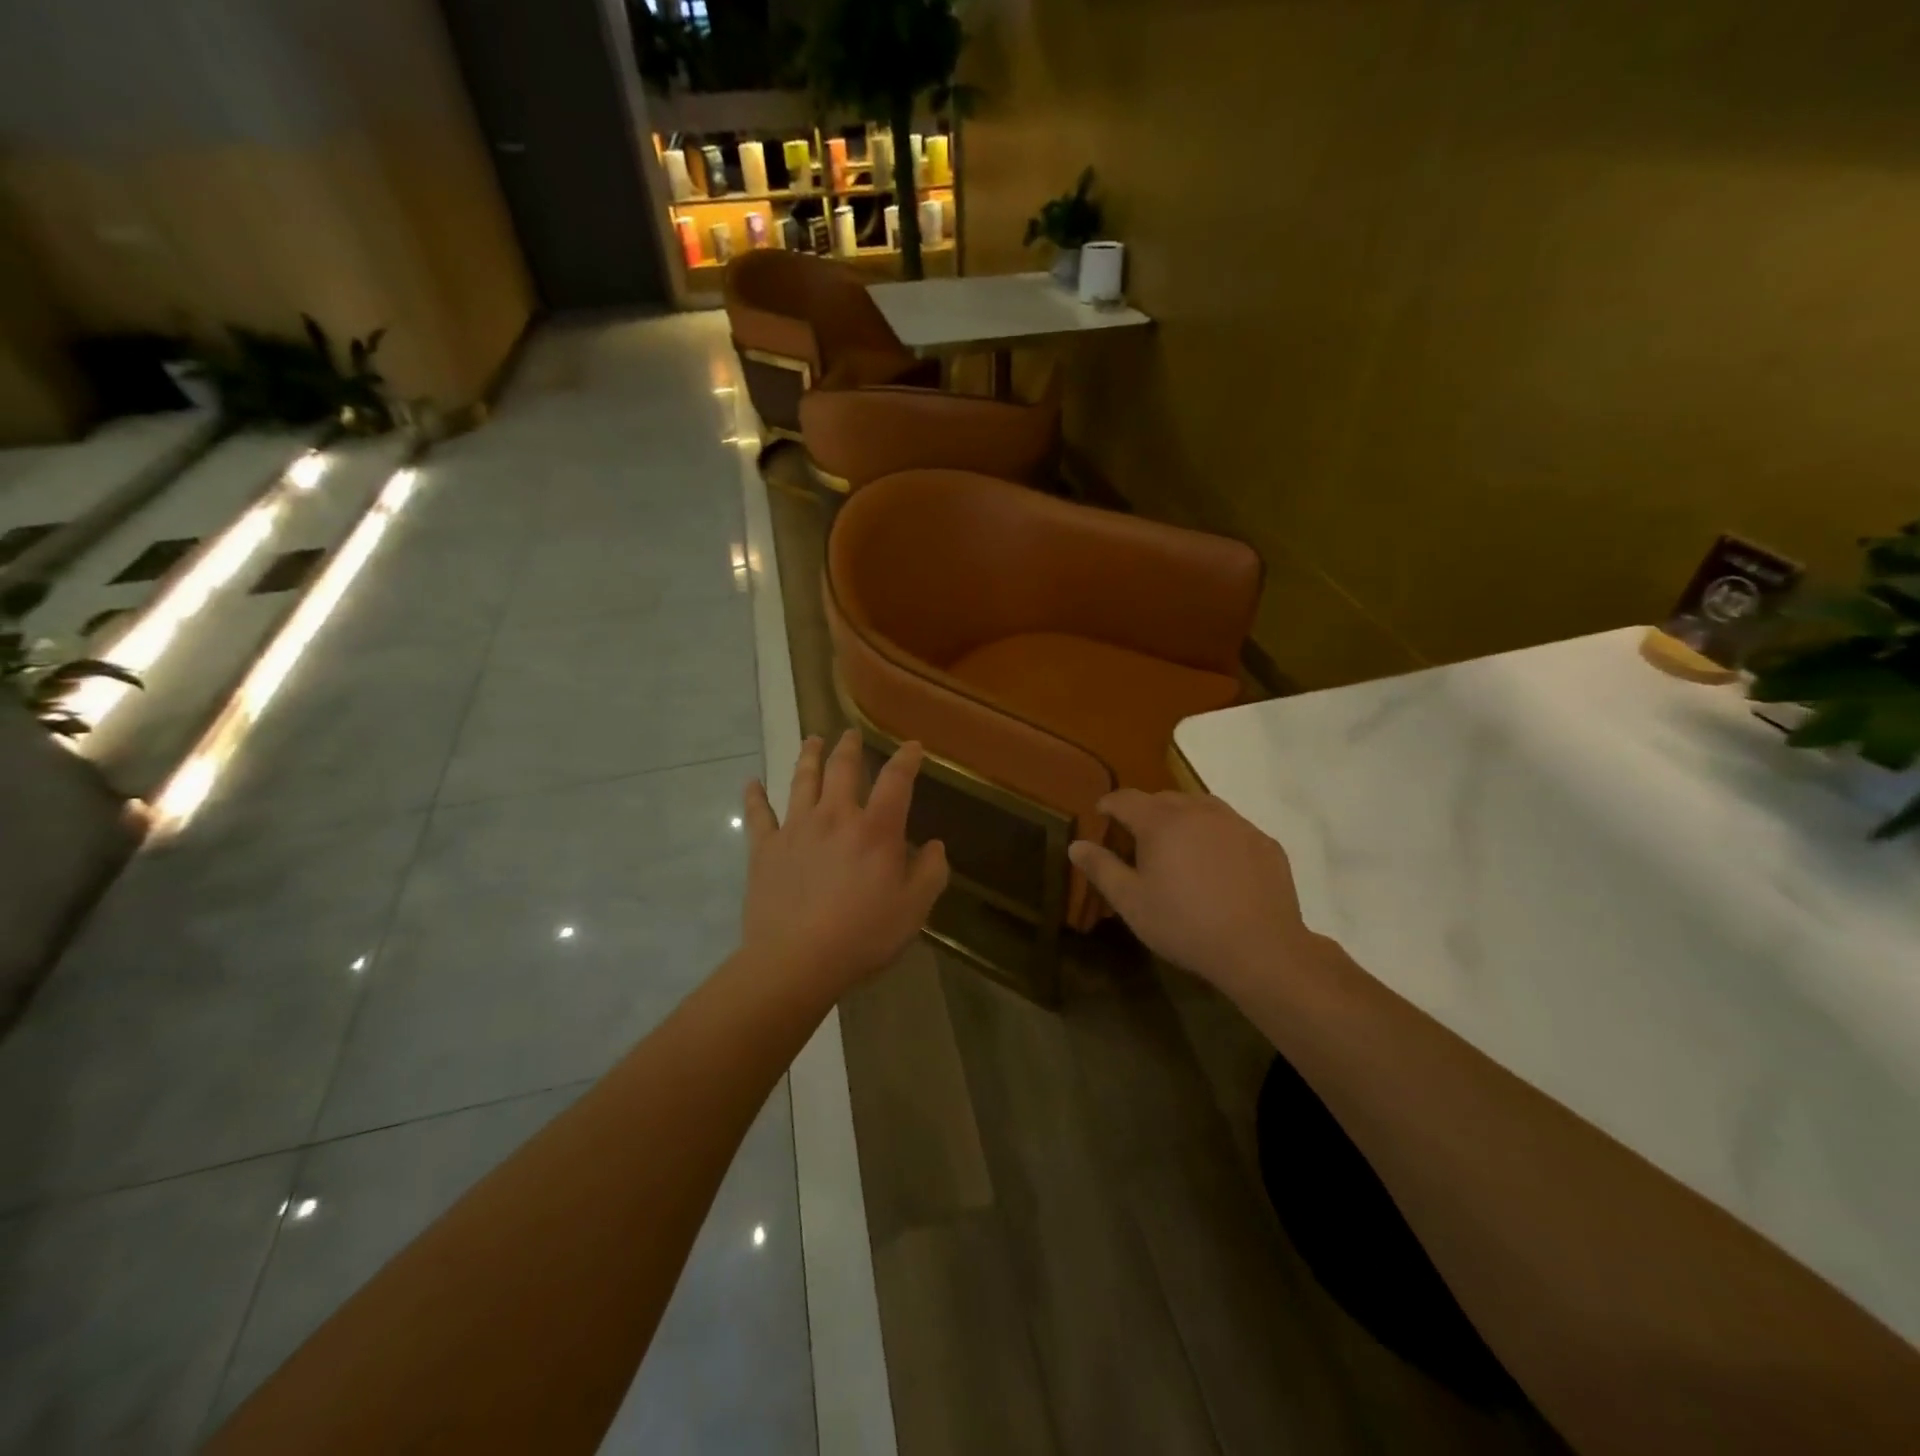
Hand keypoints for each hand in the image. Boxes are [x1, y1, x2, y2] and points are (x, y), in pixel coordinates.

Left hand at [741, 731, 948, 994]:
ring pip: (802, 780)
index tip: (912, 746)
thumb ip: (931, 872)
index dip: (906, 759)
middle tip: (850, 733)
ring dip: (808, 756)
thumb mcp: (914, 908)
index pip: (896, 780)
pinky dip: (754, 796)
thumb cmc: (863, 935)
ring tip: (812, 740)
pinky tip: (751, 782)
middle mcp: (835, 816)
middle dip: (849, 747)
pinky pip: (758, 814)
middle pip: (842, 769)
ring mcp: (795, 829)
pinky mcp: (764, 849)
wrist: (796, 960)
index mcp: (875, 829)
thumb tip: (935, 846)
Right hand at [1069, 790, 1314, 991]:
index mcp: (1161, 822)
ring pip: (1201, 807)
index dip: (1109, 804)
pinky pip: (1232, 827)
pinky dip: (1217, 836)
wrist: (1260, 949)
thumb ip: (1101, 868)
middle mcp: (1198, 811)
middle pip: (1164, 798)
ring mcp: (1236, 823)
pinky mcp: (1264, 842)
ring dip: (1183, 818)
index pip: (1126, 798)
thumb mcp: (1131, 902)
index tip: (1101, 815)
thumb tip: (1076, 844)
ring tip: (1179, 846)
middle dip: (1146, 811)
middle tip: (1139, 838)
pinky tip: (1218, 865)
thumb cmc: (1184, 925)